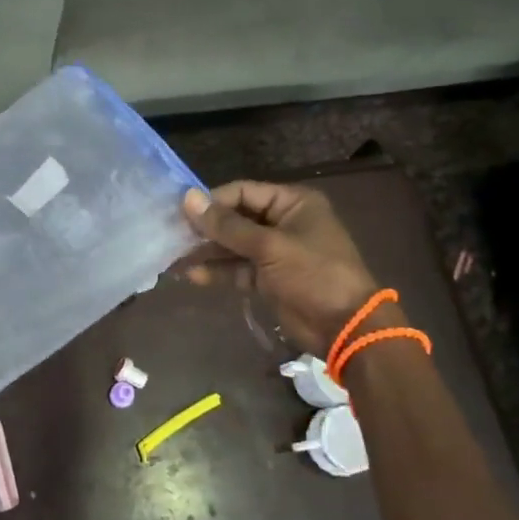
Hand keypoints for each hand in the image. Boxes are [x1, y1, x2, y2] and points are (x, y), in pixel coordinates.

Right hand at [182, 182, 380, 352]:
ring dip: (208, 251)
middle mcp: (283, 222)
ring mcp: (276, 251)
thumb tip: (188, 198)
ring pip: (234, 245)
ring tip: (175, 257)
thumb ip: (227, 225)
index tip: (182, 212)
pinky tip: (192, 275)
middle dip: (207, 228)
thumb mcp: (269, 246)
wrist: (345, 327)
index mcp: (292, 203)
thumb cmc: (313, 274)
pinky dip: (219, 271)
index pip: (243, 192)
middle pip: (236, 218)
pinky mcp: (269, 278)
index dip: (213, 201)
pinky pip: (239, 268)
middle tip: (173, 235)